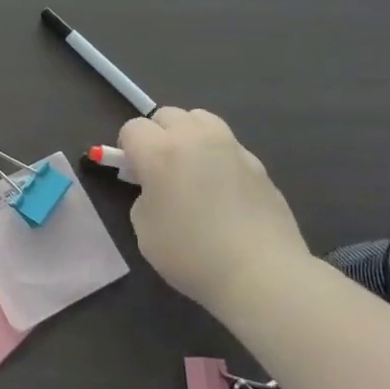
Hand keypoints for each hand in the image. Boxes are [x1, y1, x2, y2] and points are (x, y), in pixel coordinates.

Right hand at [118, 107, 309, 321]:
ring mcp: (230, 147)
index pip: (133, 128)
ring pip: (201, 120)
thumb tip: (158, 190)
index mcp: (160, 151)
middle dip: (158, 135)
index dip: (128, 149)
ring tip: (194, 168)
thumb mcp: (145, 230)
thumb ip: (144, 198)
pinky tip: (225, 190)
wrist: (262, 273)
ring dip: (190, 135)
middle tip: (162, 168)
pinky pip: (229, 146)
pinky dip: (219, 157)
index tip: (134, 174)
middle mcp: (194, 138)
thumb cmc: (192, 254)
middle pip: (167, 115)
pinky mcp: (258, 163)